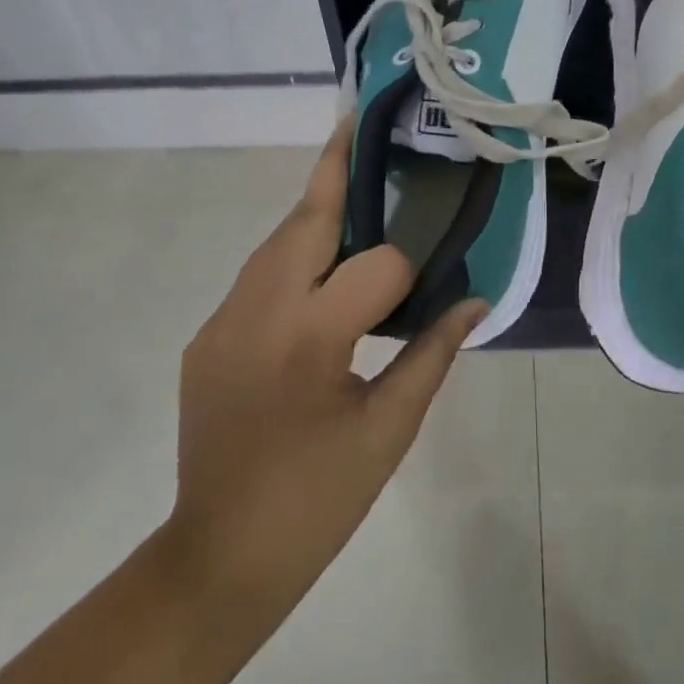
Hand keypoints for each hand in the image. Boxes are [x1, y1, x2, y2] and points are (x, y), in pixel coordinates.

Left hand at [167, 119, 485, 626]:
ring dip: (315, 213)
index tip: (434, 277)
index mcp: (309, 338)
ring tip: (352, 186)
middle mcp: (257, 312)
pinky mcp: (206, 337)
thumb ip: (433, 354)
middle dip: (335, 171)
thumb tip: (477, 300)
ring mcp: (222, 321)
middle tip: (361, 125)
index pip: (376, 268)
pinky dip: (293, 258)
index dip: (411, 269)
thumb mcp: (390, 430)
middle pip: (305, 221)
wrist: (219, 557)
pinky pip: (257, 278)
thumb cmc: (317, 500)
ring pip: (275, 243)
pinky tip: (321, 272)